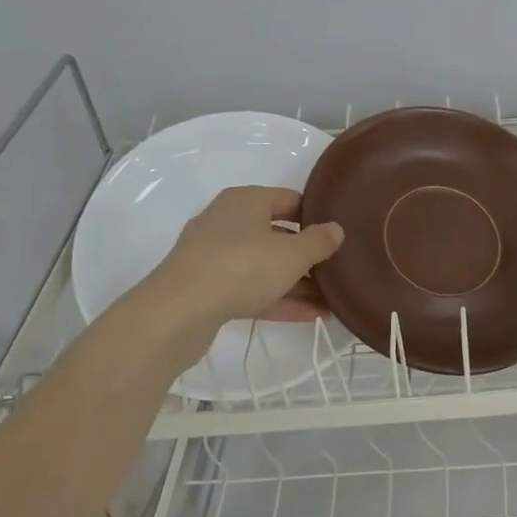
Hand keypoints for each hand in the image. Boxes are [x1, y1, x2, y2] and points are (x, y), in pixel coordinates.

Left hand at [145, 186, 344, 326]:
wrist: (177, 313)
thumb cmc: (242, 267)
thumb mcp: (293, 254)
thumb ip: (319, 241)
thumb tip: (336, 229)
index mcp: (246, 201)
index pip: (290, 200)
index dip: (317, 216)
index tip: (339, 236)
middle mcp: (228, 222)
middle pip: (277, 234)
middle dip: (308, 255)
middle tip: (338, 270)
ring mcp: (215, 256)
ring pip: (265, 265)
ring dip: (297, 282)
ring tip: (331, 301)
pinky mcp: (207, 288)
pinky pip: (252, 289)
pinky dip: (278, 299)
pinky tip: (311, 316)